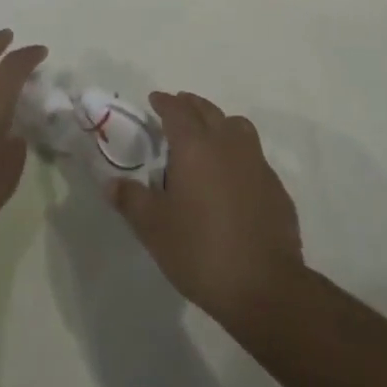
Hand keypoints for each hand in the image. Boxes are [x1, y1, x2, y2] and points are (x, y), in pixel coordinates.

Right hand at [109, 92, 303, 323]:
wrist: (264, 286)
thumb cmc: (200, 251)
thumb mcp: (154, 229)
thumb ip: (131, 200)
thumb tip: (111, 182)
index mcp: (195, 146)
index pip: (176, 110)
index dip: (164, 102)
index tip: (154, 99)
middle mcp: (227, 143)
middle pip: (207, 111)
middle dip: (190, 105)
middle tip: (177, 109)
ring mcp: (256, 162)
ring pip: (236, 126)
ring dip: (219, 123)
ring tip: (207, 136)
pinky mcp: (275, 185)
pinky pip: (253, 155)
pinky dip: (239, 152)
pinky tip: (233, 175)